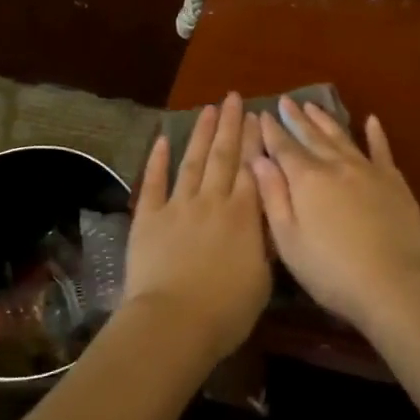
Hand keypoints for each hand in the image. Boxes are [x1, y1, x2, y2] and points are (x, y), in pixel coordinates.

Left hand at [119, 93, 271, 362]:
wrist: (175, 321)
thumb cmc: (226, 311)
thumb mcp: (262, 280)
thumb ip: (265, 244)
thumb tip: (270, 220)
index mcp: (244, 216)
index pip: (251, 169)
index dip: (254, 141)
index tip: (256, 117)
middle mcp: (213, 201)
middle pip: (224, 156)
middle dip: (230, 125)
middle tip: (233, 98)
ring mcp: (179, 206)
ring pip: (193, 161)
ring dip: (201, 134)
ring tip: (208, 109)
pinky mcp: (149, 217)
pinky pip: (155, 182)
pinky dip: (158, 159)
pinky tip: (163, 139)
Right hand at [254, 100, 419, 331]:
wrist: (394, 284)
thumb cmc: (331, 271)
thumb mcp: (289, 241)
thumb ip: (273, 197)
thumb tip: (258, 161)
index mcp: (306, 180)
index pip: (283, 148)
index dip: (272, 131)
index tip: (263, 114)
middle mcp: (335, 165)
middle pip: (311, 136)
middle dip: (296, 119)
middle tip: (286, 101)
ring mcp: (367, 170)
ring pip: (341, 137)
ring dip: (325, 120)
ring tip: (313, 106)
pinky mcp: (394, 181)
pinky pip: (382, 150)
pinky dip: (375, 134)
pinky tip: (371, 120)